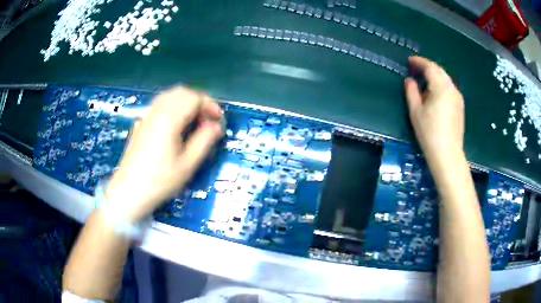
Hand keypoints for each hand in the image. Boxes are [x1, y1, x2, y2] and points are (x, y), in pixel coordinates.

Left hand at [104, 87, 223, 221]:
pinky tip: (174, 126)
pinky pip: (159, 105)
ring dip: (185, 103)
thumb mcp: (188, 164)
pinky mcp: (140, 124)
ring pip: (169, 96)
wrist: (130, 191)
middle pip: (181, 92)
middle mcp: (157, 111)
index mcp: (169, 118)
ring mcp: (146, 116)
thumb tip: (217, 126)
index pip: (194, 98)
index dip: (210, 105)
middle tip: (207, 120)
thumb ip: (204, 140)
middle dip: (198, 102)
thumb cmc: (160, 180)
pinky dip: (172, 107)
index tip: (218, 121)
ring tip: (193, 122)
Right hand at [404, 56, 464, 162]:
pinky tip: (434, 93)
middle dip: (427, 67)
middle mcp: (452, 89)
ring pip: (446, 79)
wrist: (448, 154)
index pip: (430, 67)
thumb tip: (410, 80)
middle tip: (415, 69)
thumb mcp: (415, 112)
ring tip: (424, 81)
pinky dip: (441, 85)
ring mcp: (458, 98)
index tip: (409, 61)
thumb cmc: (429, 133)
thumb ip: (411, 92)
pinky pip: (449, 88)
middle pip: (439, 71)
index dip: (419, 62)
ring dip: (434, 76)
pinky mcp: (460, 106)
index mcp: (441, 88)